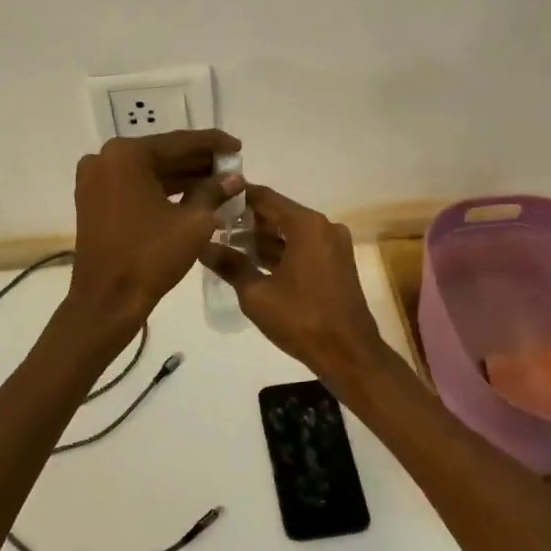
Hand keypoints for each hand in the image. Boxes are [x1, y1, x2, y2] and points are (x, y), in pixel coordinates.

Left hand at [67, 129, 241, 330]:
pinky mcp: (93, 201)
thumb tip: (234, 178)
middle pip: (162, 155)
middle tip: (231, 167)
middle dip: (198, 162)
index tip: (238, 146)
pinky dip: (161, 190)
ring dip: (182, 177)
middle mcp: (105, 158)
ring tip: (218, 183)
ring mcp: (95, 180)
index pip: (179, 142)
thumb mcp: (193, 222)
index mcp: (127, 155)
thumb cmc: (150, 257)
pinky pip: (135, 187)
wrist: (107, 300)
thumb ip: (215, 192)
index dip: (213, 144)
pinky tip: (192, 196)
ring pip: (149, 172)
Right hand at [201, 185, 394, 386]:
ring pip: (290, 232)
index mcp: (307, 225)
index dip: (237, 197)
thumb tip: (202, 246)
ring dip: (262, 237)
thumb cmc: (301, 319)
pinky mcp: (335, 264)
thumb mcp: (257, 293)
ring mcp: (333, 245)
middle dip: (247, 219)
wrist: (348, 353)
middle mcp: (323, 227)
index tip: (211, 198)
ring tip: (226, 244)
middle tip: (213, 224)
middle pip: (279, 213)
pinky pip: (302, 247)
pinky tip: (252, 261)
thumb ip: (230, 265)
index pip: (265, 197)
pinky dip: (280, 251)